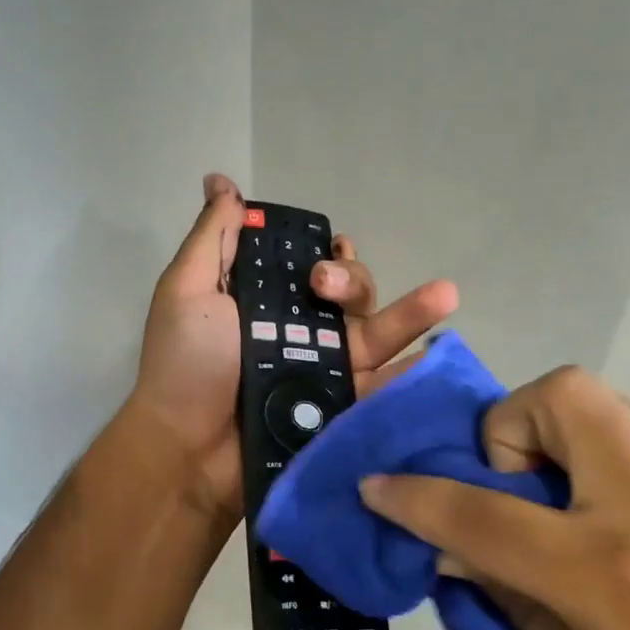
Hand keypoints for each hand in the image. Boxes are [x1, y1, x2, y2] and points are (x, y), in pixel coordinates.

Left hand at [129, 173, 458, 523]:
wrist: (188, 449)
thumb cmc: (185, 366)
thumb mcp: (188, 291)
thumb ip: (211, 237)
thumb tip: (219, 180)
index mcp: (268, 302)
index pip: (312, 267)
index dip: (329, 254)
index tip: (330, 249)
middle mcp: (302, 332)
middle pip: (351, 296)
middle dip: (351, 281)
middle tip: (326, 286)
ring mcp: (326, 372)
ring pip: (377, 334)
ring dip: (411, 313)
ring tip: (444, 294)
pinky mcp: (342, 409)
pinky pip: (384, 385)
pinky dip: (413, 371)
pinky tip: (438, 353)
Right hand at [359, 366, 629, 629]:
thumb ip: (514, 605)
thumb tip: (456, 551)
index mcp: (610, 572)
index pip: (483, 513)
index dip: (415, 498)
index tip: (376, 485)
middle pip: (557, 395)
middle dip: (509, 424)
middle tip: (513, 485)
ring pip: (599, 404)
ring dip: (554, 439)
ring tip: (562, 508)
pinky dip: (598, 461)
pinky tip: (616, 523)